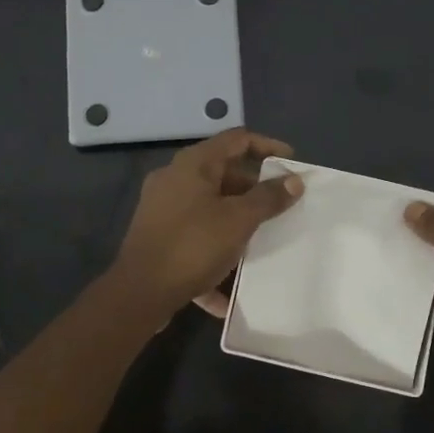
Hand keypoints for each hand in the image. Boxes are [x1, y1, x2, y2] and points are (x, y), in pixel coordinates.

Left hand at [108, 129, 302, 318]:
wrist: (139, 293)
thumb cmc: (193, 246)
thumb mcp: (238, 220)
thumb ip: (268, 198)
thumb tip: (294, 180)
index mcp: (194, 164)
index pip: (237, 139)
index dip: (268, 146)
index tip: (292, 164)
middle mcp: (175, 179)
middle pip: (223, 174)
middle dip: (255, 191)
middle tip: (282, 208)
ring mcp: (163, 209)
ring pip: (210, 209)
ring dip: (237, 224)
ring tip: (263, 242)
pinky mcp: (158, 237)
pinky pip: (195, 239)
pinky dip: (214, 255)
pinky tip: (230, 289)